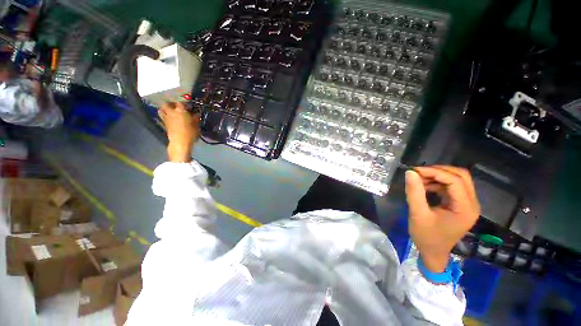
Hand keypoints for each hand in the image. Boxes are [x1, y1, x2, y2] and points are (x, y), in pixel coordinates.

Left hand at [159, 102, 199, 162]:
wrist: (180, 142)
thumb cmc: (190, 133)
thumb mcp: (196, 125)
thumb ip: (195, 118)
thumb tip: (195, 115)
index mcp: (180, 111)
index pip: (181, 102)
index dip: (185, 103)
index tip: (189, 106)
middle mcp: (171, 112)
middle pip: (166, 103)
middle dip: (171, 103)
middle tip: (176, 106)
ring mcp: (166, 118)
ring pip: (161, 109)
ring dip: (165, 109)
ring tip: (171, 111)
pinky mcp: (164, 124)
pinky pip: (162, 116)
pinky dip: (165, 115)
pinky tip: (170, 118)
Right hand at [405, 166, 479, 272]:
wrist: (433, 253)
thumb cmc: (426, 236)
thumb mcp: (418, 214)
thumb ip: (414, 192)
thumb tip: (410, 172)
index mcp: (465, 209)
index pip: (456, 181)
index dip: (435, 172)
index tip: (415, 171)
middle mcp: (471, 204)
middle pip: (461, 176)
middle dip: (438, 171)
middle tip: (418, 173)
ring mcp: (467, 204)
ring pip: (457, 179)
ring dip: (437, 176)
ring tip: (419, 179)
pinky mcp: (460, 204)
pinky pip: (451, 186)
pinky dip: (437, 182)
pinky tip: (424, 186)